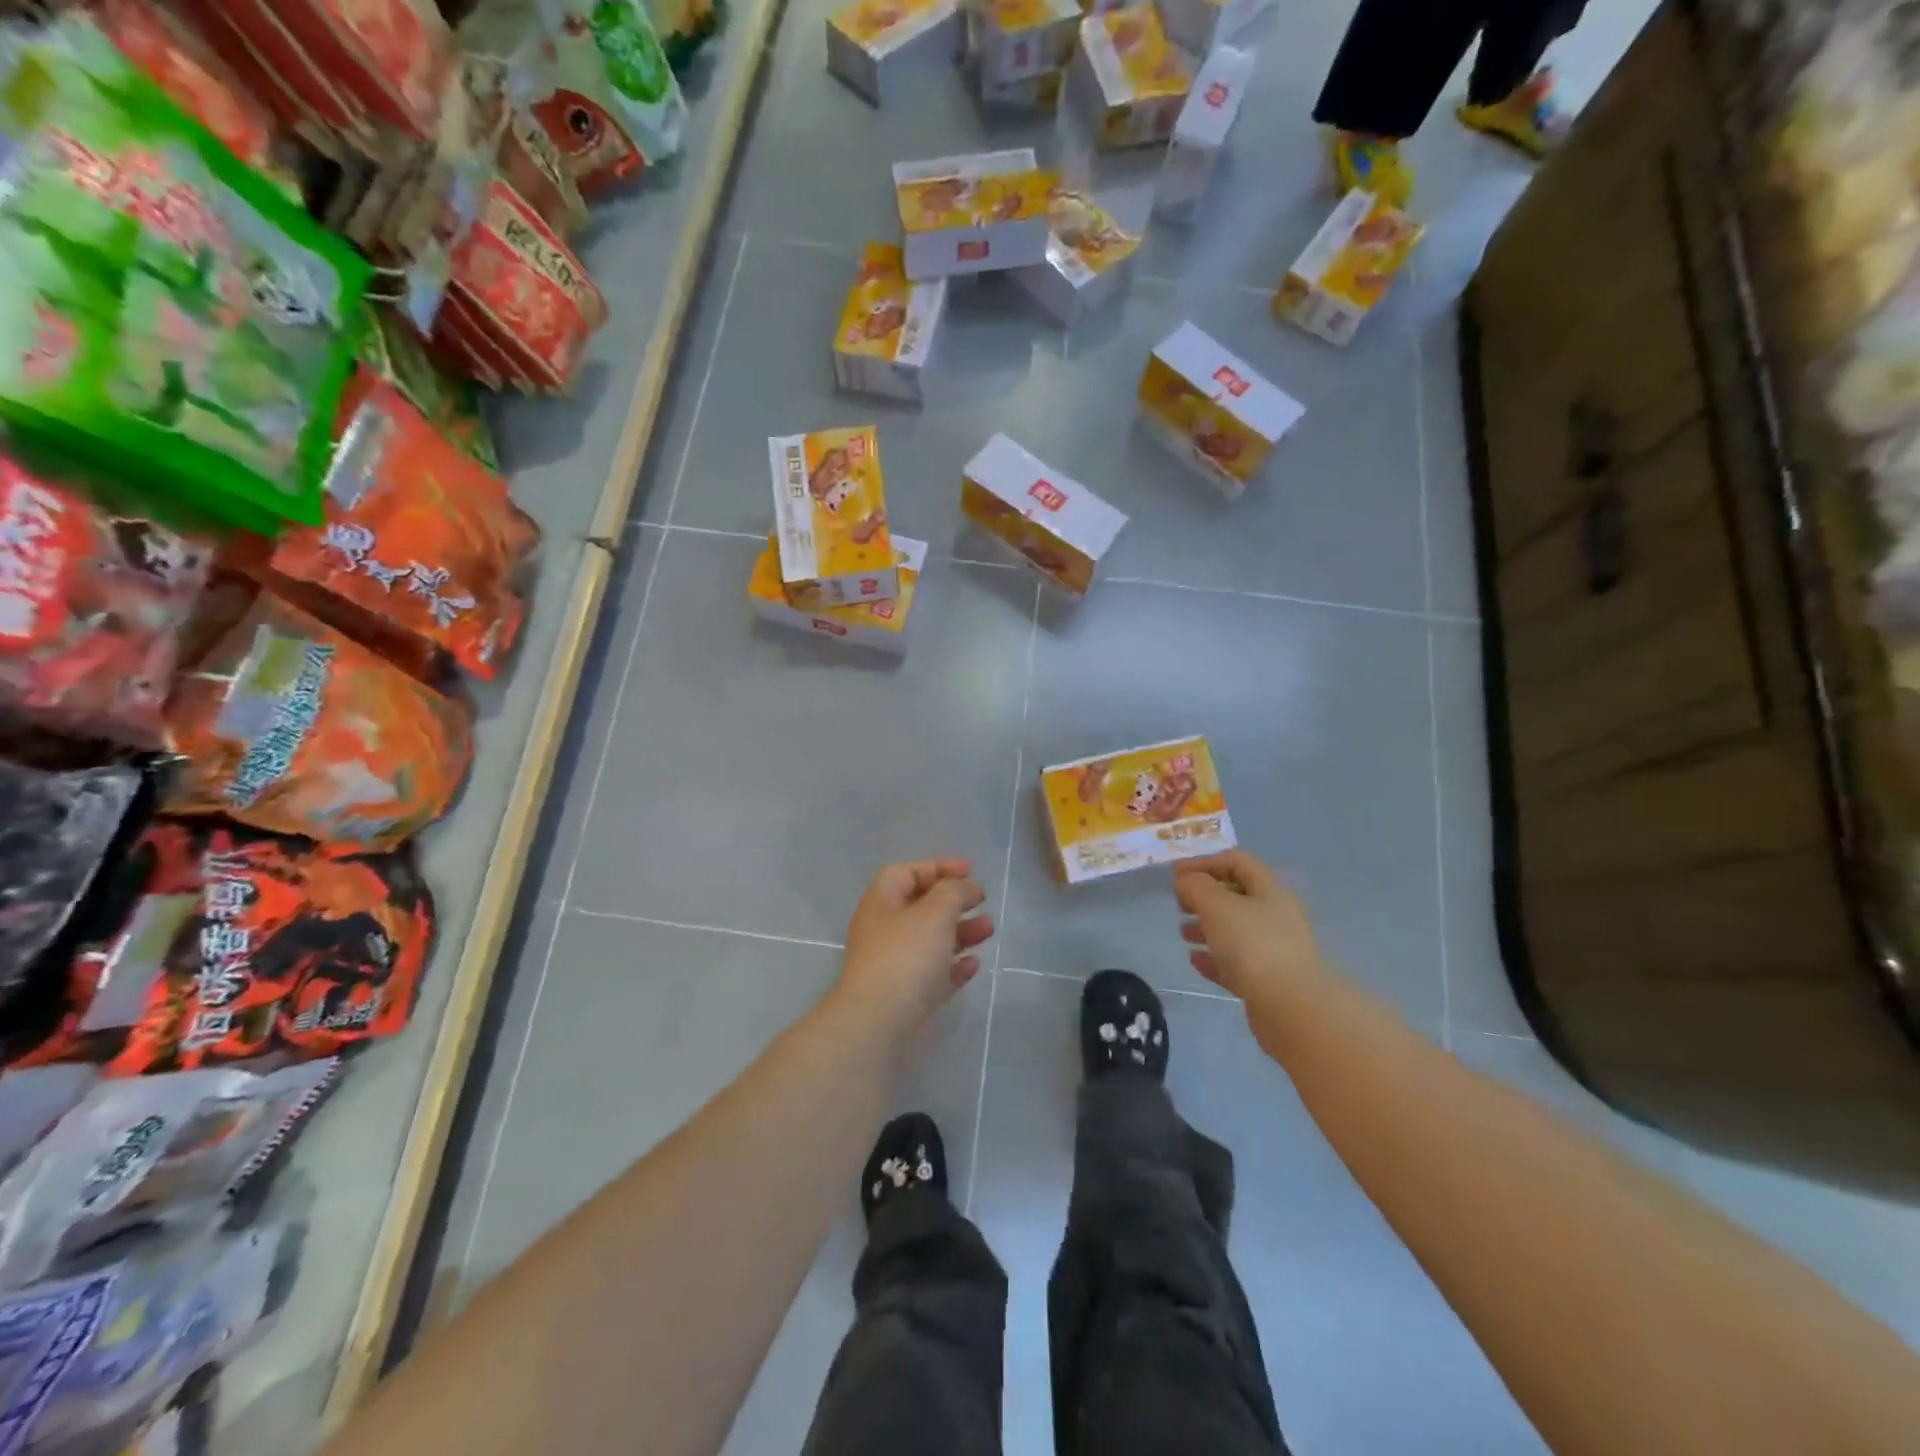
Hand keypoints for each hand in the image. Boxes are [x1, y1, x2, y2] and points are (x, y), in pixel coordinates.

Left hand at [837, 859, 993, 1030]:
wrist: (878, 1024)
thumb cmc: (906, 956)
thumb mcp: (935, 912)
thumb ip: (954, 891)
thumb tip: (966, 887)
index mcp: (882, 902)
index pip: (907, 872)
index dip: (938, 867)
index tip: (971, 870)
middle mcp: (882, 931)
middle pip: (921, 907)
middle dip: (954, 901)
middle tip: (982, 901)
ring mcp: (892, 966)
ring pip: (930, 941)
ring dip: (960, 932)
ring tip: (989, 930)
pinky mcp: (904, 997)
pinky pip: (932, 974)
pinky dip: (953, 966)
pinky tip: (974, 965)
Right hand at [1173, 850, 1325, 1005]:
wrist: (1292, 1008)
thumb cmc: (1253, 945)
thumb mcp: (1217, 905)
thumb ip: (1196, 887)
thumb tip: (1187, 881)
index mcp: (1270, 891)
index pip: (1237, 862)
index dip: (1205, 862)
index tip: (1176, 874)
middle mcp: (1276, 916)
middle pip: (1237, 896)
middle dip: (1205, 897)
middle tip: (1179, 904)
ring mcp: (1275, 950)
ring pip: (1236, 931)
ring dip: (1207, 927)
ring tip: (1183, 934)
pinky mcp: (1269, 981)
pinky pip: (1237, 962)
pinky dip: (1215, 958)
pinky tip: (1196, 961)